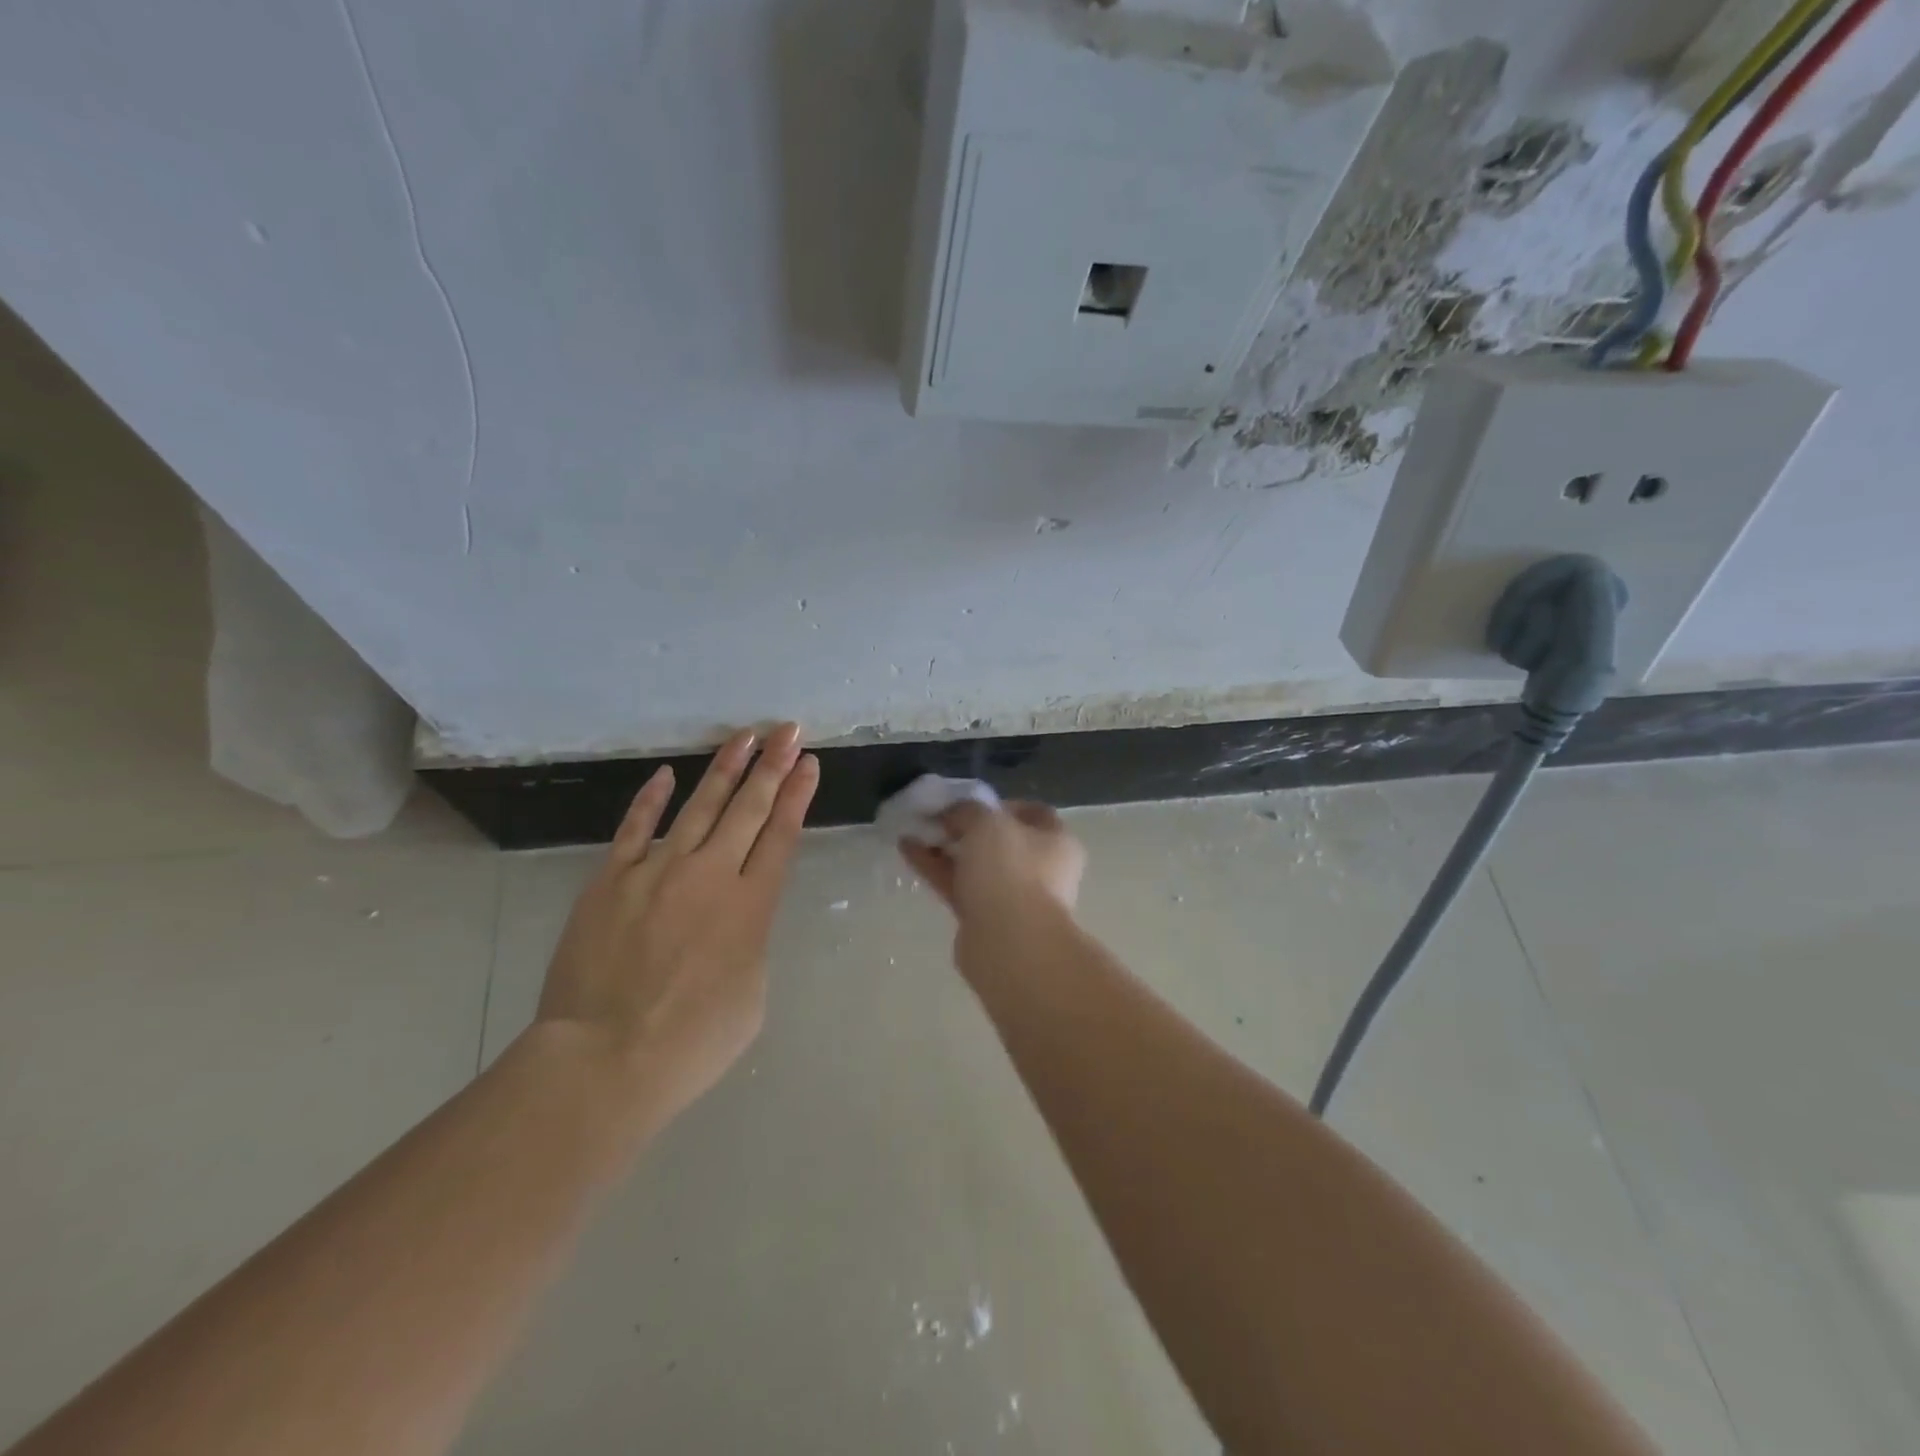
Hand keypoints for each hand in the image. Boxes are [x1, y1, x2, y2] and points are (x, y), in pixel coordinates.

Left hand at [535, 724, 819, 1138]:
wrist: (604, 1059)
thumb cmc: (692, 1041)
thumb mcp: (751, 994)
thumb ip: (749, 943)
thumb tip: (735, 919)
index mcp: (751, 906)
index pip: (781, 835)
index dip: (797, 795)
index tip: (808, 762)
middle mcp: (710, 875)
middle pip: (748, 809)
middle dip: (772, 766)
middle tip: (788, 730)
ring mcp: (657, 872)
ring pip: (699, 806)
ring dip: (725, 770)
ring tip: (744, 737)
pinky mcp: (611, 881)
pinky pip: (634, 829)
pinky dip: (651, 800)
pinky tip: (666, 774)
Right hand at [899, 799, 1084, 945]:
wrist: (1010, 945)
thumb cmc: (1010, 871)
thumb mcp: (987, 823)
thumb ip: (967, 810)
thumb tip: (953, 815)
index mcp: (1057, 841)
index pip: (1033, 812)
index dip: (1000, 803)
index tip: (970, 802)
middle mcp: (1041, 868)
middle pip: (1000, 840)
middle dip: (965, 828)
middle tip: (935, 818)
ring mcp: (1014, 897)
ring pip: (976, 865)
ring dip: (945, 847)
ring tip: (912, 830)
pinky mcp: (986, 919)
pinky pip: (960, 886)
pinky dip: (936, 868)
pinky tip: (908, 850)